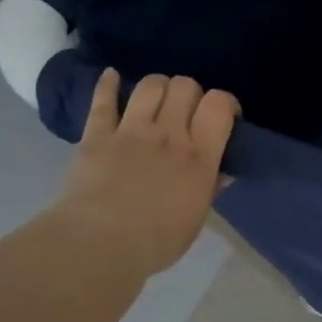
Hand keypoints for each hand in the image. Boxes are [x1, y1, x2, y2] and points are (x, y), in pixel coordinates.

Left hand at [46, 69, 239, 277]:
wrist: (99, 245)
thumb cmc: (157, 240)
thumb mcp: (196, 217)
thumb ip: (210, 187)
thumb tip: (222, 172)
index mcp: (200, 156)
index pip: (219, 105)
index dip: (225, 102)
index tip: (224, 116)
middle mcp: (169, 134)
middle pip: (185, 86)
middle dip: (191, 93)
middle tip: (188, 112)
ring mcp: (131, 132)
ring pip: (151, 85)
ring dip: (158, 87)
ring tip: (158, 100)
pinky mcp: (96, 136)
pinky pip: (102, 101)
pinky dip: (107, 84)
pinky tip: (111, 76)